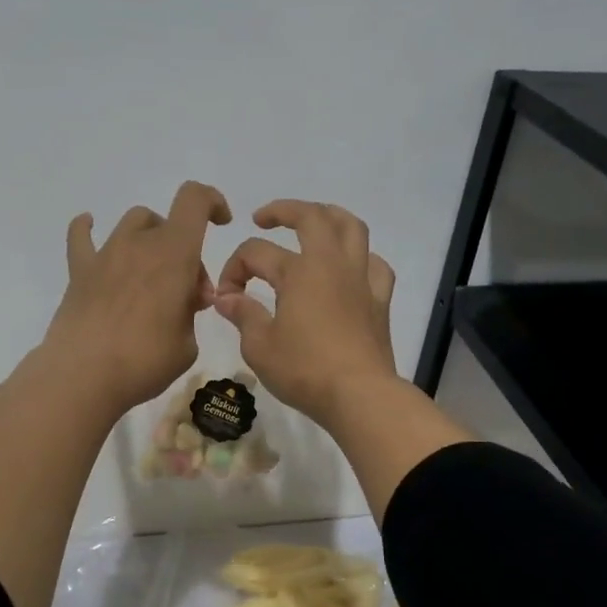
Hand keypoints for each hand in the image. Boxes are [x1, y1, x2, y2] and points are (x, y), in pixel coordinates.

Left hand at [43, 181, 232, 413]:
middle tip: (186, 291)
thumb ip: (190, 314)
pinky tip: (88, 226)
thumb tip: (183, 301)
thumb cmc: (145, 361)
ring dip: (148, 239)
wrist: (83, 376)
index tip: (221, 223)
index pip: (195, 200)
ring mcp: (106, 255)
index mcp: (174, 253)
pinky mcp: (79, 272)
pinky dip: (87, 228)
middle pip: (167, 222)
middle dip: (183, 249)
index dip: (212, 202)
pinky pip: (80, 237)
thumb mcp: (188, 344)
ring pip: (132, 224)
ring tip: (150, 274)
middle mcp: (139, 243)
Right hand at [212, 200, 397, 427]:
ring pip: (352, 228)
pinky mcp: (380, 300)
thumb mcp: (259, 346)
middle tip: (262, 219)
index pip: (255, 253)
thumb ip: (242, 314)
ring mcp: (360, 279)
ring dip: (330, 216)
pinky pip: (375, 265)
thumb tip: (226, 297)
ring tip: (313, 222)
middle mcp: (331, 264)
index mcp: (298, 271)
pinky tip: (350, 269)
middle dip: (283, 210)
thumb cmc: (304, 370)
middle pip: (311, 217)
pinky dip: (361, 258)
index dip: (233, 269)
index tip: (226, 298)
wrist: (359, 395)